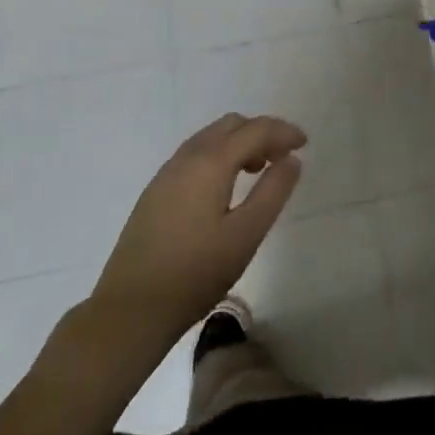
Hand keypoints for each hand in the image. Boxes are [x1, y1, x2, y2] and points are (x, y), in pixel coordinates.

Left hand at [47, 114, 304, 375]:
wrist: (130, 309)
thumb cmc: (195, 273)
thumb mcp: (245, 235)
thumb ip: (272, 191)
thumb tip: (291, 159)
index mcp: (210, 162)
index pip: (254, 130)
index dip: (283, 132)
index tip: (305, 144)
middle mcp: (187, 157)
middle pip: (231, 125)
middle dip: (261, 132)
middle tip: (283, 157)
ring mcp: (166, 173)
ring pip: (211, 138)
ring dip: (239, 143)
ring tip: (259, 170)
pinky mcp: (155, 191)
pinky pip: (196, 155)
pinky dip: (219, 156)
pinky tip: (226, 187)